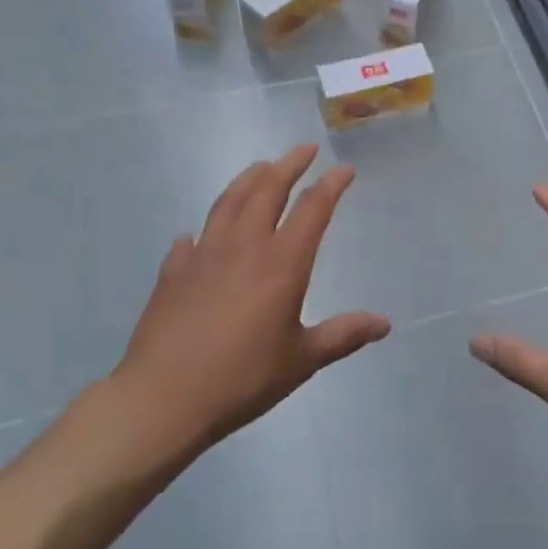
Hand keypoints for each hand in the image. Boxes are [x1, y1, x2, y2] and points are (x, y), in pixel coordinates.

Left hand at [110, 144, 389, 466]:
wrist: (163, 398)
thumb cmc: (242, 379)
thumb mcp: (301, 360)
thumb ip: (343, 335)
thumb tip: (385, 323)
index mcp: (281, 263)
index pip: (312, 209)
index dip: (331, 185)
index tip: (345, 170)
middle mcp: (244, 246)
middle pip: (268, 189)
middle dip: (289, 164)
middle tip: (305, 150)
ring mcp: (204, 254)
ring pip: (229, 201)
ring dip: (249, 178)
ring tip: (261, 167)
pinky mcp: (173, 271)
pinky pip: (192, 239)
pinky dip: (204, 229)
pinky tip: (200, 234)